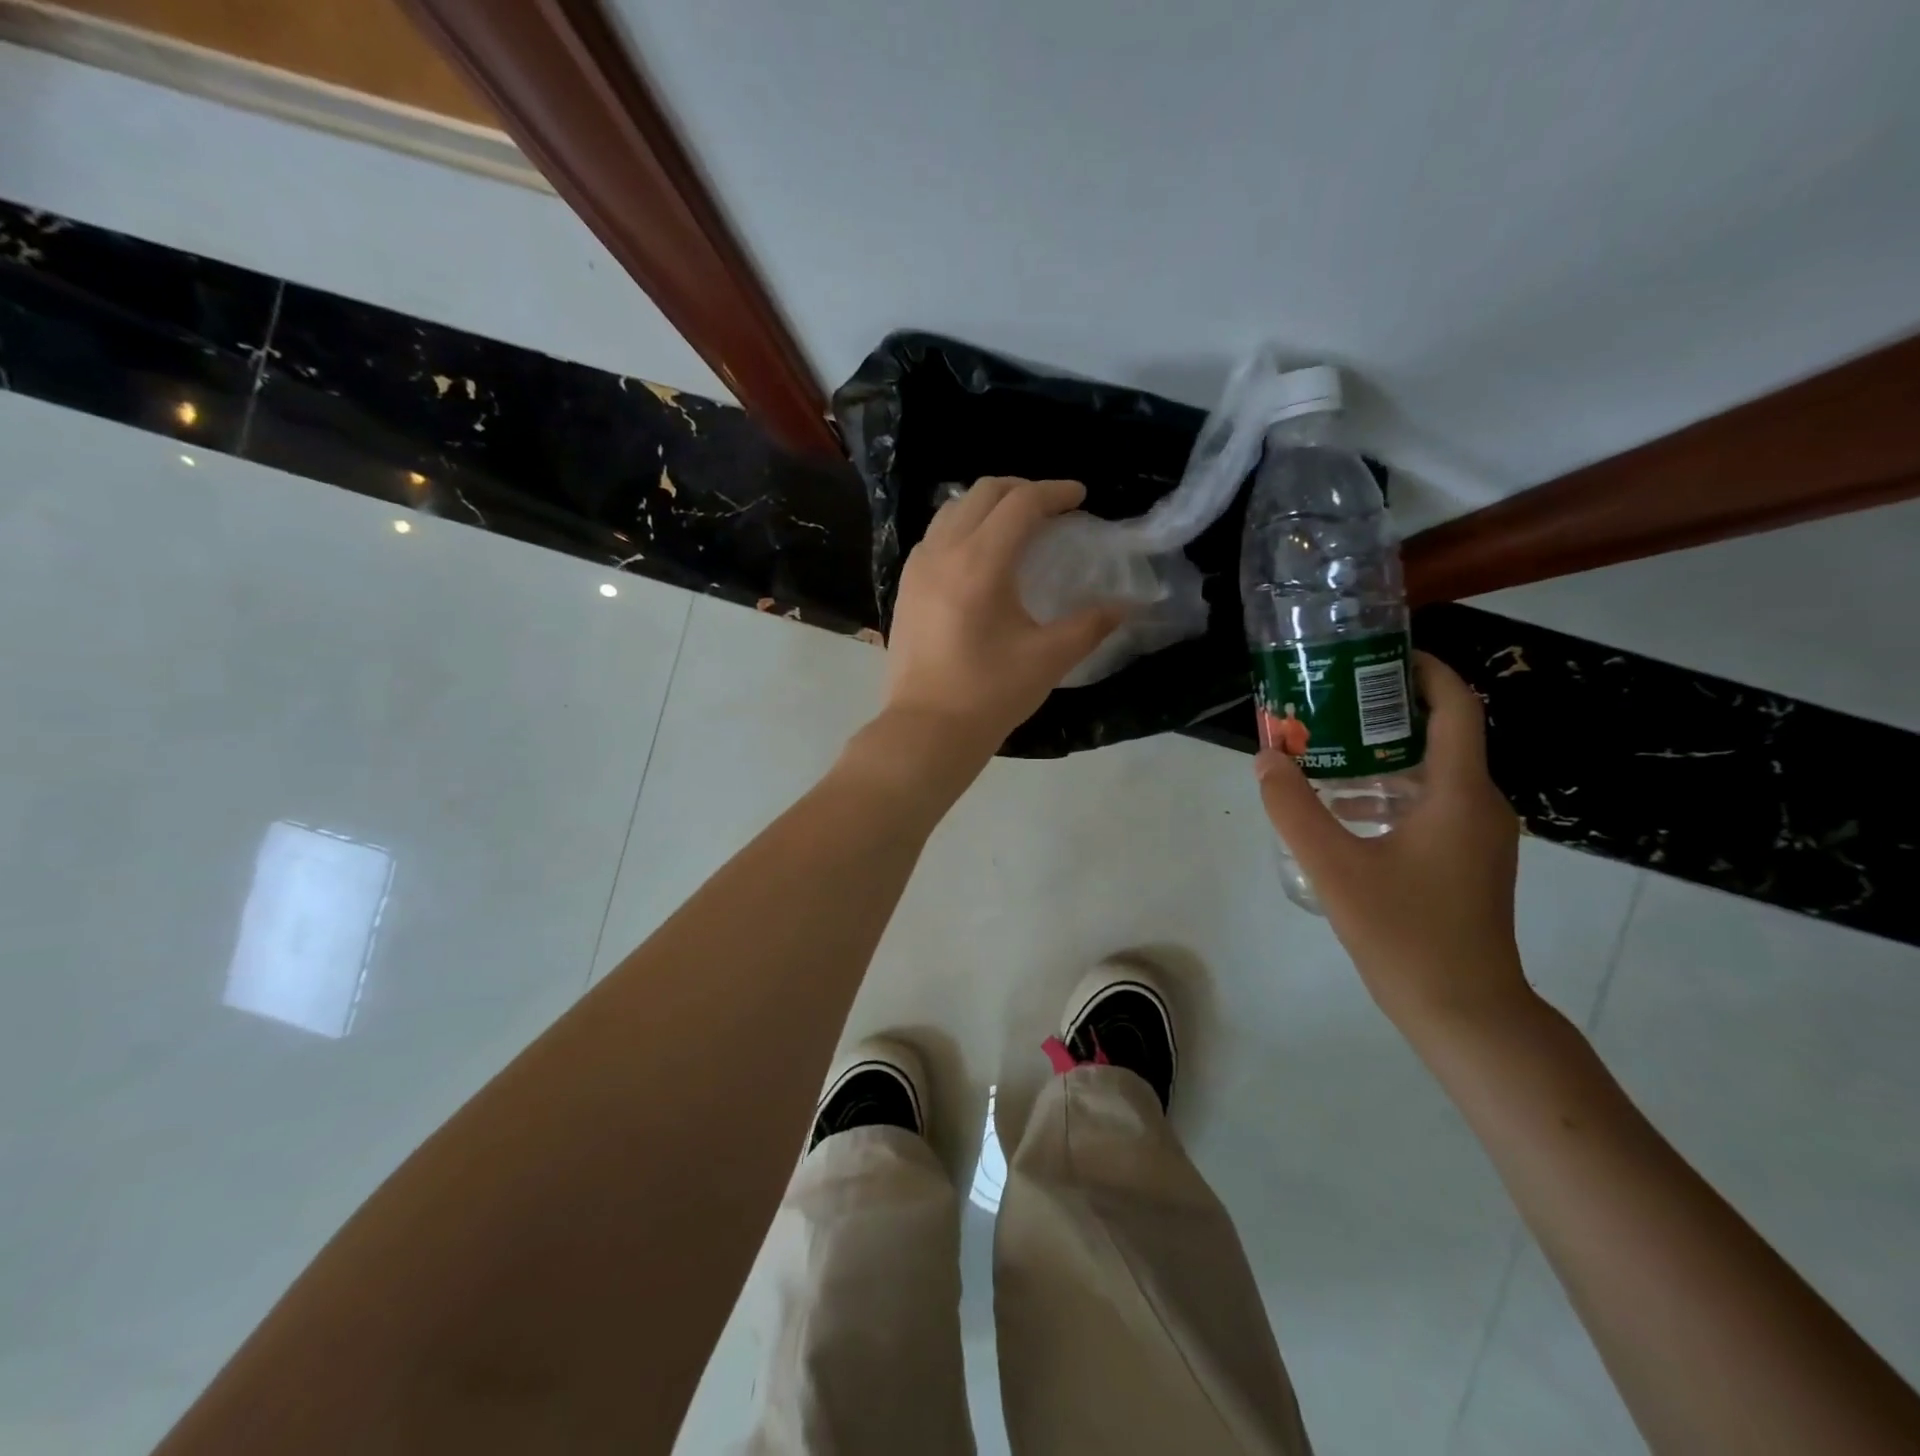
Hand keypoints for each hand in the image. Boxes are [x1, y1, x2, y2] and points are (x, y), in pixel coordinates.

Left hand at [879, 477, 1125, 767]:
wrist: (926, 730)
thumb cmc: (989, 694)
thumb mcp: (1049, 659)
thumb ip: (1090, 625)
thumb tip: (1126, 606)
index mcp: (980, 564)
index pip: (1020, 504)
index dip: (1053, 493)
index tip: (1079, 497)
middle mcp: (943, 553)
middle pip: (982, 494)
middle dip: (1021, 489)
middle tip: (1051, 507)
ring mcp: (917, 569)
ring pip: (952, 511)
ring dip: (987, 505)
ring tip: (1015, 526)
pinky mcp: (905, 588)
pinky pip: (935, 537)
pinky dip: (961, 528)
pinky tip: (978, 556)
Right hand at [1254, 652, 1529, 1031]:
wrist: (1466, 1011)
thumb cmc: (1406, 933)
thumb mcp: (1334, 867)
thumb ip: (1294, 808)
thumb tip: (1267, 757)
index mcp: (1460, 794)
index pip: (1455, 707)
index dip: (1424, 670)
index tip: (1377, 655)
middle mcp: (1480, 804)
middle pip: (1439, 736)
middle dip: (1384, 713)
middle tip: (1328, 703)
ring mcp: (1478, 836)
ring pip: (1430, 774)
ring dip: (1380, 757)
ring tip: (1323, 752)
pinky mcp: (1468, 860)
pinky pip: (1429, 805)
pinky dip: (1388, 793)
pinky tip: (1342, 810)